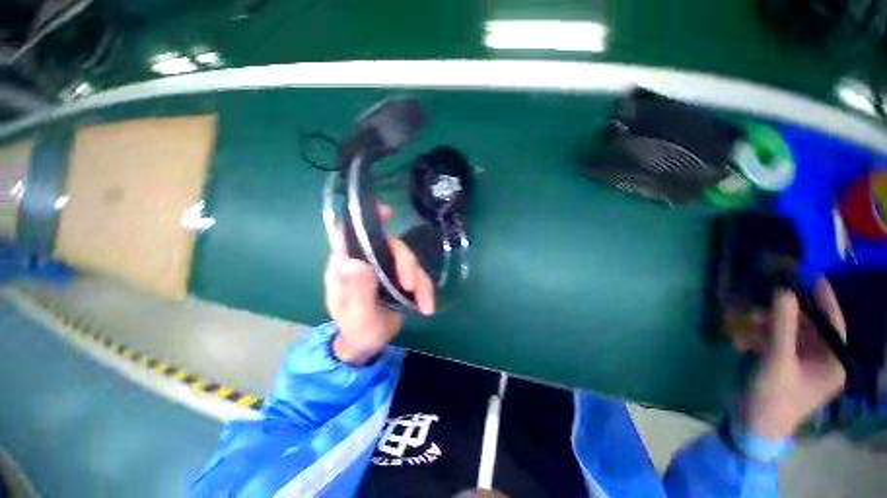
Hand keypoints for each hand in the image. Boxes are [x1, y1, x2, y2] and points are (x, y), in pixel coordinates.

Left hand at [324, 205, 434, 364]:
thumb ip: (357, 291)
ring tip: (424, 303)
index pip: (351, 234)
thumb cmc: (357, 330)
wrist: (370, 343)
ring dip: (420, 279)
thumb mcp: (357, 315)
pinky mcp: (399, 277)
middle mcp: (366, 261)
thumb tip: (356, 261)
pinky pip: (417, 274)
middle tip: (411, 285)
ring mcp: (384, 268)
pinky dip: (425, 288)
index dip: (366, 220)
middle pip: (391, 246)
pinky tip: (427, 306)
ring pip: (408, 259)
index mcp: (346, 266)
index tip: (388, 213)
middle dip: (406, 263)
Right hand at [744, 277, 846, 439]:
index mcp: (832, 362)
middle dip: (786, 311)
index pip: (833, 323)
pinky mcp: (781, 364)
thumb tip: (783, 291)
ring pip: (788, 331)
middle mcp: (820, 360)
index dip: (824, 299)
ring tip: (746, 317)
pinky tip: (741, 336)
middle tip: (767, 295)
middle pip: (808, 325)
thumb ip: (781, 327)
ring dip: (767, 322)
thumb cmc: (773, 398)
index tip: (812, 276)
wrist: (751, 426)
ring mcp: (799, 363)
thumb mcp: (777, 362)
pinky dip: (759, 334)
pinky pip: (773, 341)